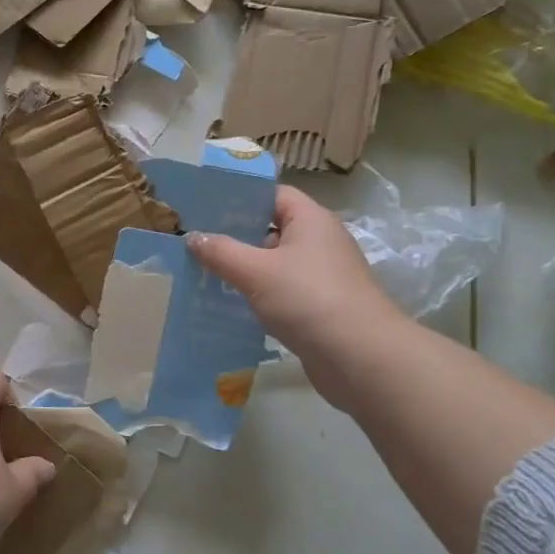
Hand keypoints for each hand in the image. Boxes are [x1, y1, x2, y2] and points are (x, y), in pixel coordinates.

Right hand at [188, 186, 404, 370]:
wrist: (362, 359)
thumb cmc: (309, 300)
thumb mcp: (256, 271)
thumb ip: (221, 251)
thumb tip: (192, 237)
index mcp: (311, 220)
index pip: (273, 194)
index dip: (240, 197)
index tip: (205, 207)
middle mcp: (320, 241)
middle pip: (272, 227)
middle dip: (235, 235)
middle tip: (196, 241)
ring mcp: (323, 276)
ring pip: (275, 262)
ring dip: (244, 267)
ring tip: (204, 272)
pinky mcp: (320, 306)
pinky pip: (282, 290)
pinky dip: (258, 294)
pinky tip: (230, 303)